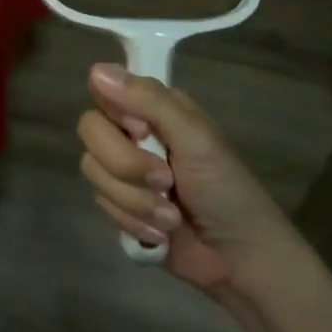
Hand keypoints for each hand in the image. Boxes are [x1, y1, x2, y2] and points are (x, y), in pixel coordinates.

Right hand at [76, 64, 293, 294]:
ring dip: (135, 201)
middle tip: (166, 181)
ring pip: (93, 171)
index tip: (143, 133)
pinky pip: (101, 205)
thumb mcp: (196, 139)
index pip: (104, 90)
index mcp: (154, 109)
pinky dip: (133, 222)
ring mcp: (125, 172)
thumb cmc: (227, 191)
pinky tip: (161, 234)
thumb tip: (96, 69)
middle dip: (126, 166)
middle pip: (91, 131)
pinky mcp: (121, 206)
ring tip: (171, 217)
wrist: (241, 261)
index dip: (116, 114)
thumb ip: (149, 101)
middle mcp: (134, 134)